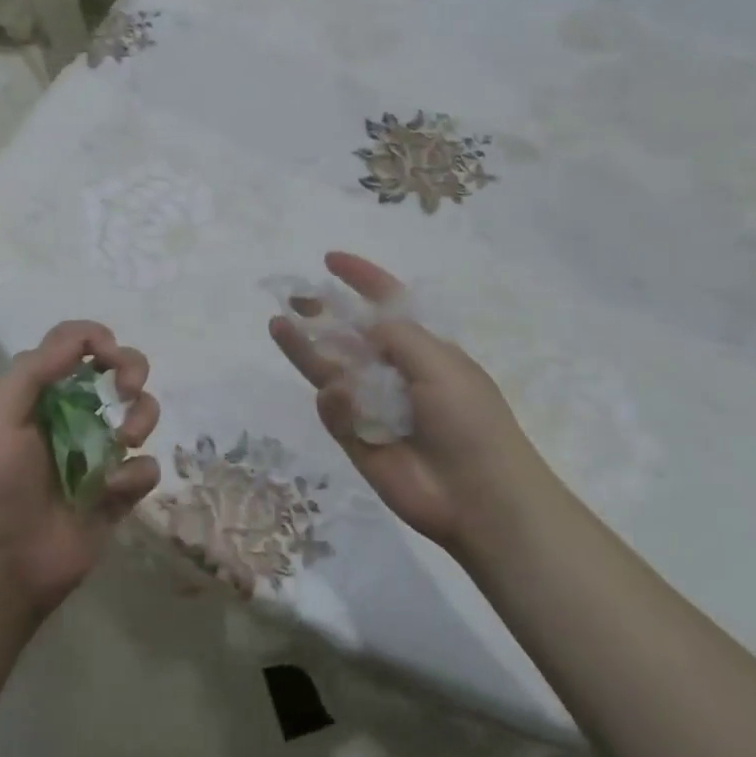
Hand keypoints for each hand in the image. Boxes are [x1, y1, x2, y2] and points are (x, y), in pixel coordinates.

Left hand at [0, 321, 160, 620]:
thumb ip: (35, 370)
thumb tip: (84, 337)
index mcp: (41, 394)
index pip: (76, 345)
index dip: (98, 339)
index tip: (108, 356)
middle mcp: (73, 416)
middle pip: (117, 370)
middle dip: (132, 368)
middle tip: (128, 389)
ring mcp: (98, 454)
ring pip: (141, 413)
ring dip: (142, 417)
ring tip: (127, 440)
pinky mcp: (118, 492)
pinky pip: (146, 467)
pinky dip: (136, 473)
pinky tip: (112, 491)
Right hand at [269, 252, 550, 553]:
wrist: (476, 495)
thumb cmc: (468, 418)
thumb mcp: (439, 362)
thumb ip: (396, 335)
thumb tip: (364, 323)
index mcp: (423, 349)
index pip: (387, 305)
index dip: (362, 280)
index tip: (330, 261)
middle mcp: (394, 373)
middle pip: (349, 336)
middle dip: (323, 315)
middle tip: (292, 299)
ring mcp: (373, 406)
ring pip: (331, 370)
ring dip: (305, 348)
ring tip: (278, 326)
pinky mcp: (356, 438)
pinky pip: (334, 410)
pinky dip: (335, 403)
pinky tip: (341, 400)